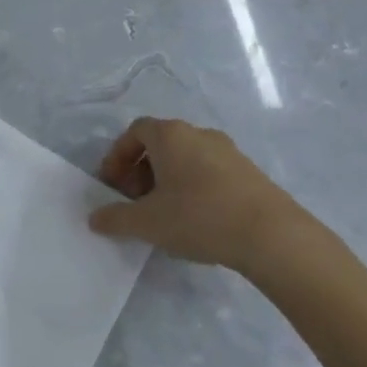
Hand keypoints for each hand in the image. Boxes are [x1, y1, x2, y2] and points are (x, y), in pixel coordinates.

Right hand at [88, 117, 326, 272]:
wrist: (272, 235)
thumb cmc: (199, 217)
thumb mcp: (147, 223)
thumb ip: (115, 218)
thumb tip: (94, 218)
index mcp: (171, 135)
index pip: (135, 131)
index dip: (118, 156)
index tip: (112, 185)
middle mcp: (199, 134)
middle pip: (160, 143)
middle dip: (141, 170)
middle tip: (134, 201)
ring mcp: (228, 151)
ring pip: (186, 158)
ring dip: (167, 179)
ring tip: (164, 213)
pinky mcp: (249, 172)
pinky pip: (209, 171)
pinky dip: (192, 187)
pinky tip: (195, 219)